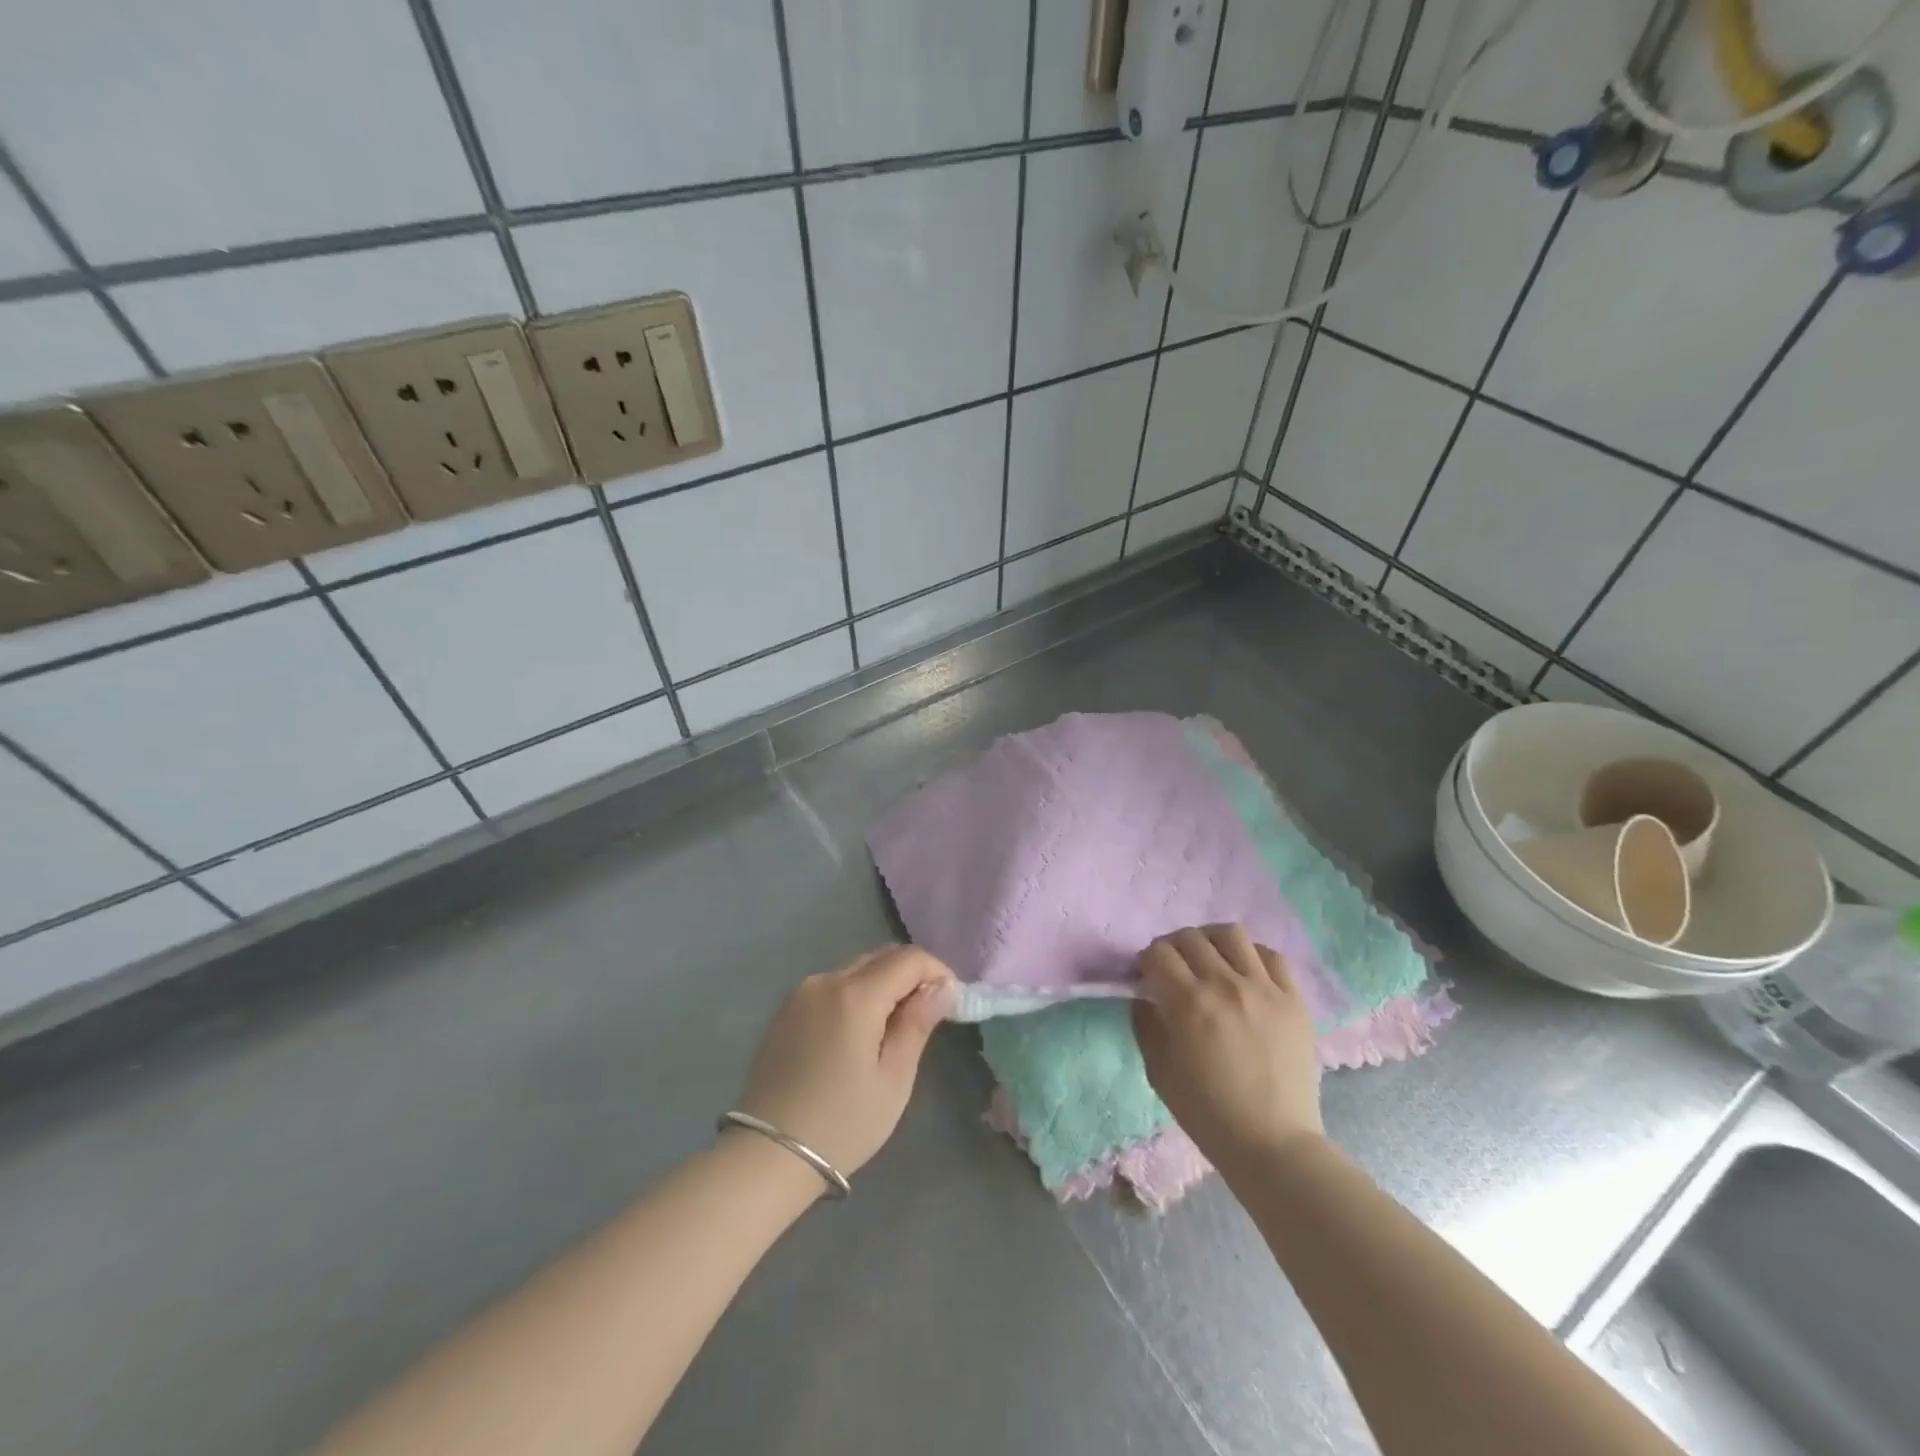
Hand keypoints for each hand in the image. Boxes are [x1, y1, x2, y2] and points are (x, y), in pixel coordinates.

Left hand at [734, 945, 954, 1178]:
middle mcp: (825, 980)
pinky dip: (856, 996)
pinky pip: (832, 987)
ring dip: (883, 984)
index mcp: (854, 995)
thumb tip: (943, 986)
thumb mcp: (893, 1080)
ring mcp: (800, 993)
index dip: (937, 971)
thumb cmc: (841, 1124)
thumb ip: (917, 1024)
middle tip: (927, 1015)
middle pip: (881, 957)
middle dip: (911, 975)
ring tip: (894, 1028)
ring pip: (856, 970)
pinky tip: (859, 1034)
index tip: (951, 1001)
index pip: (908, 958)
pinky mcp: (785, 1010)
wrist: (766, 1158)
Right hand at [1132, 924, 1323, 1170]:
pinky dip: (1252, 955)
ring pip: (1232, 934)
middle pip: (1191, 938)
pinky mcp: (1294, 1000)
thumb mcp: (1159, 1071)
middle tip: (1174, 968)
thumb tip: (1145, 997)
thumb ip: (1146, 1025)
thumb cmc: (1208, 1113)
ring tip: (1210, 960)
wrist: (1273, 1144)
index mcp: (1189, 1003)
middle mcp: (1226, 985)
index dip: (1146, 961)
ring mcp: (1265, 989)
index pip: (1159, 953)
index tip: (1147, 977)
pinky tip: (1245, 972)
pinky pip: (1272, 956)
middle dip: (1173, 947)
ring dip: (1211, 941)